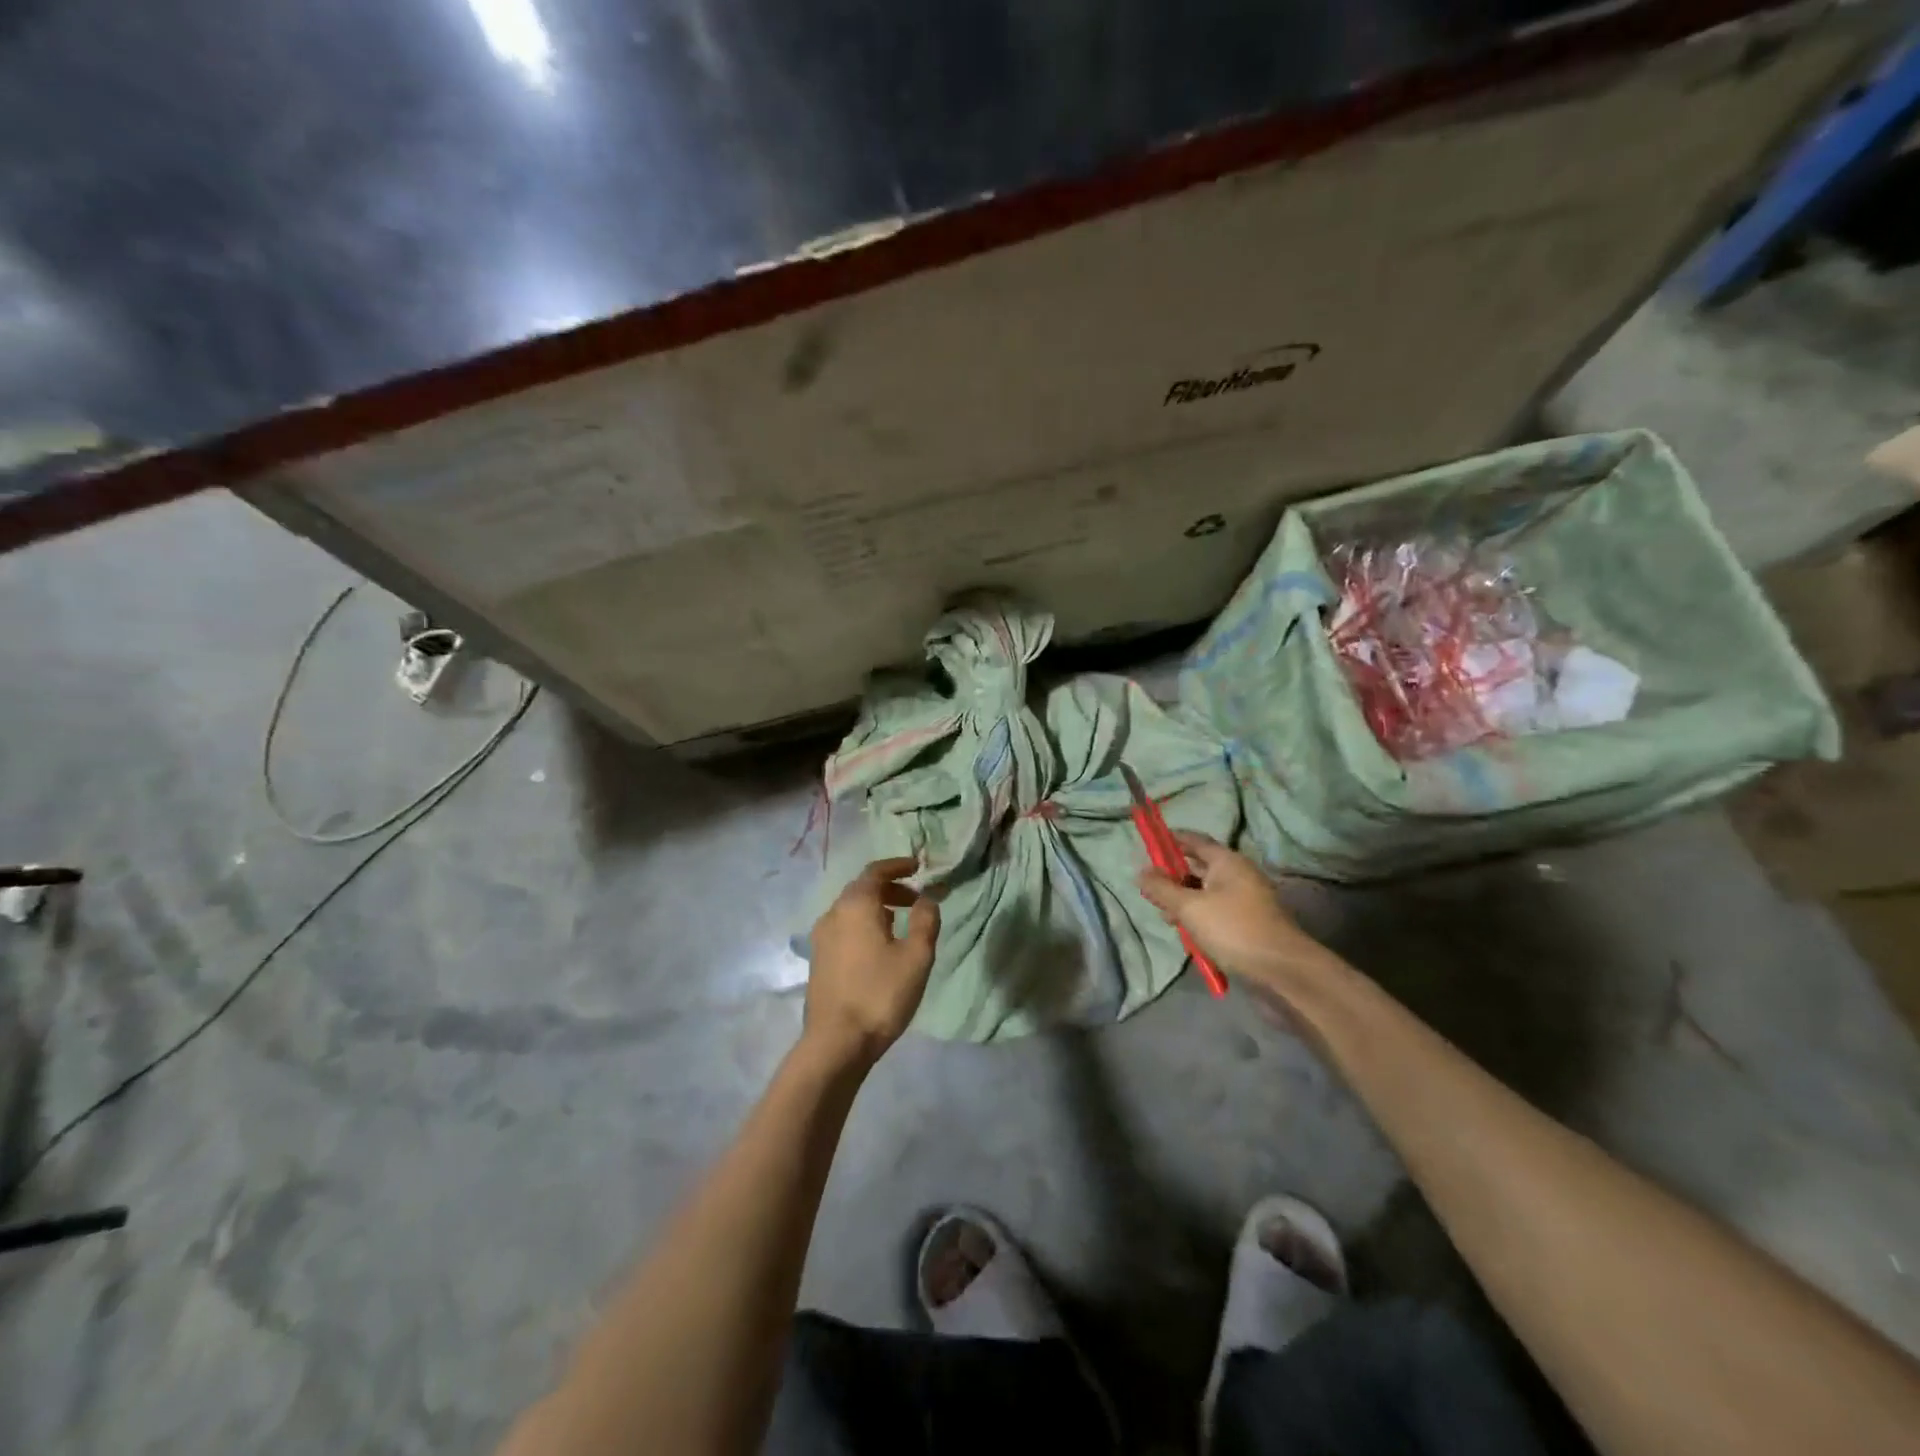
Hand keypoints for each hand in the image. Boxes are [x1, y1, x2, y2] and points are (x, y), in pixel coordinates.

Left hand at [804, 857, 940, 1067]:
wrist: (836, 1042)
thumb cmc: (880, 994)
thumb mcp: (916, 957)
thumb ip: (925, 921)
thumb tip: (927, 899)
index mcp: (856, 905)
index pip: (875, 871)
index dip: (898, 866)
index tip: (918, 868)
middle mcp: (834, 913)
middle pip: (862, 888)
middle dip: (890, 888)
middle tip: (915, 899)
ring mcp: (822, 937)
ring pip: (851, 908)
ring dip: (877, 907)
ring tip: (901, 922)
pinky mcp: (819, 958)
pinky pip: (844, 927)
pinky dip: (864, 923)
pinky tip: (879, 946)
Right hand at [1137, 833, 1338, 993]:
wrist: (1282, 971)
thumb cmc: (1234, 929)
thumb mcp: (1190, 908)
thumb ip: (1162, 889)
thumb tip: (1140, 872)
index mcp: (1227, 862)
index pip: (1194, 840)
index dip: (1170, 839)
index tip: (1147, 843)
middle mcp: (1237, 876)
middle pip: (1198, 868)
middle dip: (1172, 876)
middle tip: (1148, 888)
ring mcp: (1244, 901)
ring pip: (1205, 893)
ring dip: (1183, 902)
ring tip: (1164, 915)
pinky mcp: (1246, 925)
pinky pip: (1215, 913)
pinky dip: (1198, 918)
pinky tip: (1185, 934)